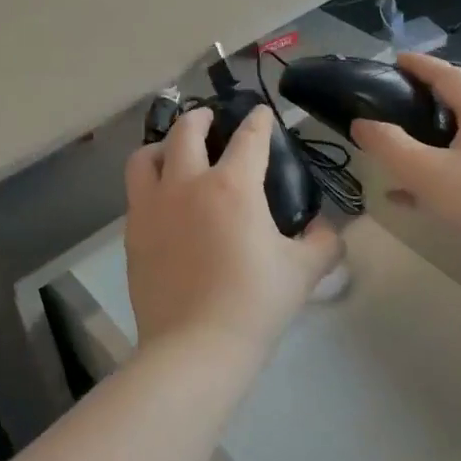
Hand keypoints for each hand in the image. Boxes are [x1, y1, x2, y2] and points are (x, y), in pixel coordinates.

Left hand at [123, 106, 342, 362]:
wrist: (195, 347)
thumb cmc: (255, 304)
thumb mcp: (303, 271)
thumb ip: (322, 242)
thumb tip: (327, 229)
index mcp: (232, 186)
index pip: (249, 137)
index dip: (259, 120)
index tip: (262, 112)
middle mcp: (187, 184)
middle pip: (186, 131)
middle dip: (200, 117)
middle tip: (210, 119)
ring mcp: (153, 207)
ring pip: (146, 156)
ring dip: (162, 145)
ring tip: (172, 152)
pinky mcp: (133, 233)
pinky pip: (136, 193)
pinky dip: (149, 183)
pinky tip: (162, 200)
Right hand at [350, 54, 460, 241]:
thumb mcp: (426, 172)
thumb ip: (389, 145)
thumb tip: (361, 124)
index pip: (448, 74)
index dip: (419, 65)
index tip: (393, 60)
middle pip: (460, 98)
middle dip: (427, 94)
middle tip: (395, 98)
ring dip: (434, 130)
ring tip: (403, 140)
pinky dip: (444, 163)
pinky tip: (415, 192)